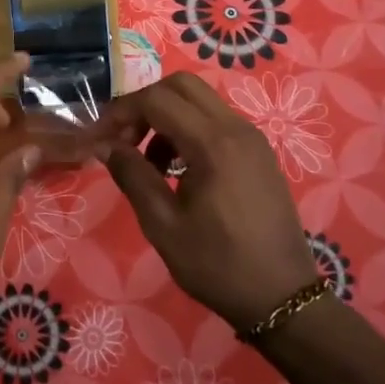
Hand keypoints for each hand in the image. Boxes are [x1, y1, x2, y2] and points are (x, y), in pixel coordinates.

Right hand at [103, 73, 320, 331]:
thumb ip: (132, 176)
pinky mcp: (259, 152)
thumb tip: (105, 145)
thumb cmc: (218, 264)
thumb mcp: (163, 225)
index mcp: (213, 143)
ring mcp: (252, 138)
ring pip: (200, 101)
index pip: (157, 99)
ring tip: (150, 163)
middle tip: (125, 140)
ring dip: (167, 117)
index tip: (101, 139)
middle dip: (146, 104)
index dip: (122, 112)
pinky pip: (217, 121)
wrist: (283, 297)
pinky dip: (190, 129)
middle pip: (181, 85)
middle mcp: (236, 128)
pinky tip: (179, 170)